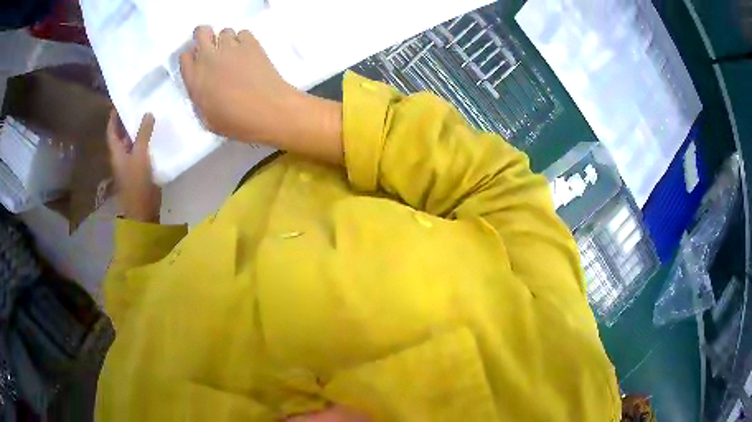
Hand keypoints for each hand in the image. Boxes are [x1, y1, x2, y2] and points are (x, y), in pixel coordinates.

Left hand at [106, 110, 160, 222]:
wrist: (143, 210)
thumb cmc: (136, 183)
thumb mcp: (140, 156)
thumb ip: (143, 134)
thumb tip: (148, 113)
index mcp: (116, 152)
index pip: (112, 130)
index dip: (114, 117)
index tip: (120, 102)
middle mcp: (121, 156)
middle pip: (122, 135)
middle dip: (128, 120)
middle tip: (139, 104)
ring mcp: (130, 164)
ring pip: (133, 143)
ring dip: (139, 131)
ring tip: (150, 115)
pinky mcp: (140, 170)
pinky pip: (142, 151)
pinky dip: (146, 141)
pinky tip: (156, 135)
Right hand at [180, 26, 343, 164]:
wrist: (267, 110)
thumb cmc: (236, 121)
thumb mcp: (208, 119)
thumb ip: (201, 99)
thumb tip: (203, 90)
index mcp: (195, 79)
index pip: (184, 57)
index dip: (191, 58)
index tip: (197, 63)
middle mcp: (209, 58)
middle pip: (201, 32)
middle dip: (204, 36)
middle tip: (212, 48)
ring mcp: (231, 47)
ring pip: (224, 31)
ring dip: (226, 40)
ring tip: (233, 54)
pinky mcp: (251, 44)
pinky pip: (243, 33)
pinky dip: (243, 40)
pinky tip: (247, 53)